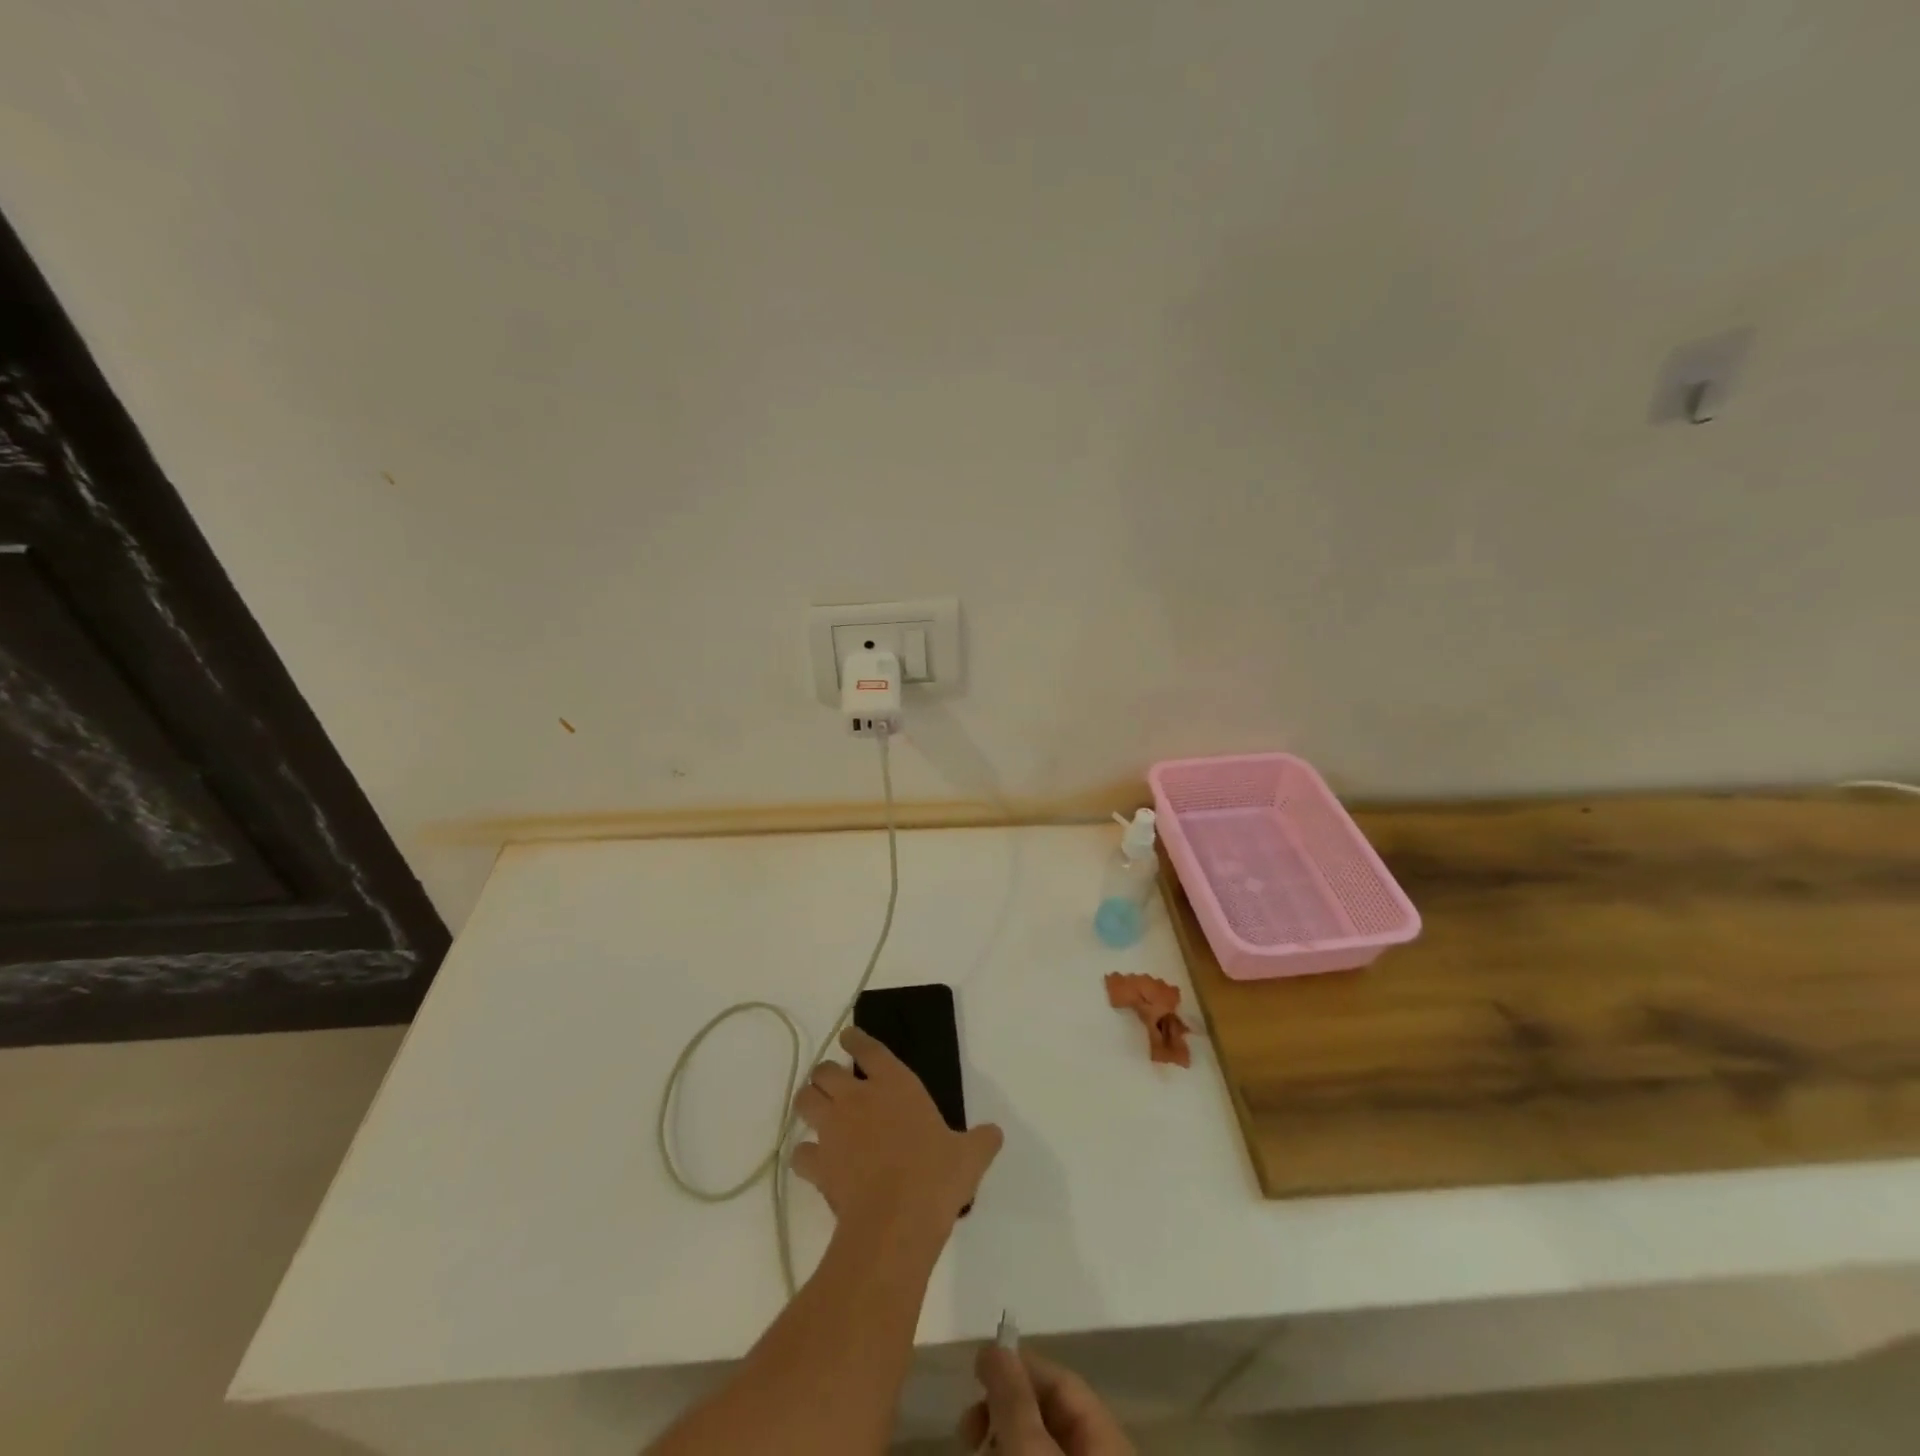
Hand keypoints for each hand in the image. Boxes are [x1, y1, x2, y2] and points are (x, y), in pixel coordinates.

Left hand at [791, 1026, 1001, 1236]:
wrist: (897, 1220)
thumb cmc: (936, 1176)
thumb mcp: (970, 1156)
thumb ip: (981, 1140)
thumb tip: (995, 1133)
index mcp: (894, 1084)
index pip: (868, 1049)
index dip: (855, 1040)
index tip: (848, 1037)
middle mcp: (858, 1098)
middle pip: (825, 1070)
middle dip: (826, 1074)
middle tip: (834, 1083)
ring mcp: (834, 1129)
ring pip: (804, 1100)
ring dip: (808, 1102)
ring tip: (817, 1111)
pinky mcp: (819, 1163)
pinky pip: (800, 1152)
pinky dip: (805, 1155)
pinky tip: (814, 1162)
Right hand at [958, 1345, 1135, 1454]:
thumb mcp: (1029, 1451)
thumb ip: (1013, 1396)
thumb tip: (995, 1344)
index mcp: (1110, 1436)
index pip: (1062, 1382)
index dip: (1019, 1368)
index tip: (976, 1372)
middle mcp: (1106, 1452)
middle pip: (1051, 1417)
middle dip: (1005, 1410)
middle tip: (967, 1428)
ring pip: (1042, 1447)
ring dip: (1005, 1439)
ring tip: (974, 1445)